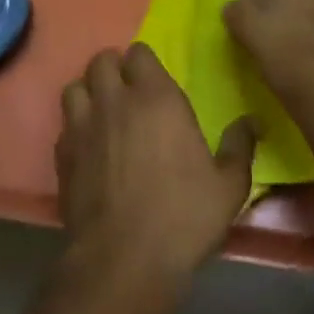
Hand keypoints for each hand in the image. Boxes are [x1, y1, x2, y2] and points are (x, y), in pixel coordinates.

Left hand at [56, 44, 255, 294]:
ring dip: (89, 92)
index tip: (154, 82)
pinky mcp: (62, 154)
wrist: (123, 260)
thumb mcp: (228, 185)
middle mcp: (115, 101)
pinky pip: (65, 123)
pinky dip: (75, 126)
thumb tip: (252, 121)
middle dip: (114, 70)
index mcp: (156, 98)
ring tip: (103, 112)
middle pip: (102, 61)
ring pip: (75, 86)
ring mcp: (82, 126)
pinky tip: (89, 147)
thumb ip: (240, 146)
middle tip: (128, 93)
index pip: (139, 53)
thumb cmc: (182, 216)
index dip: (145, 64)